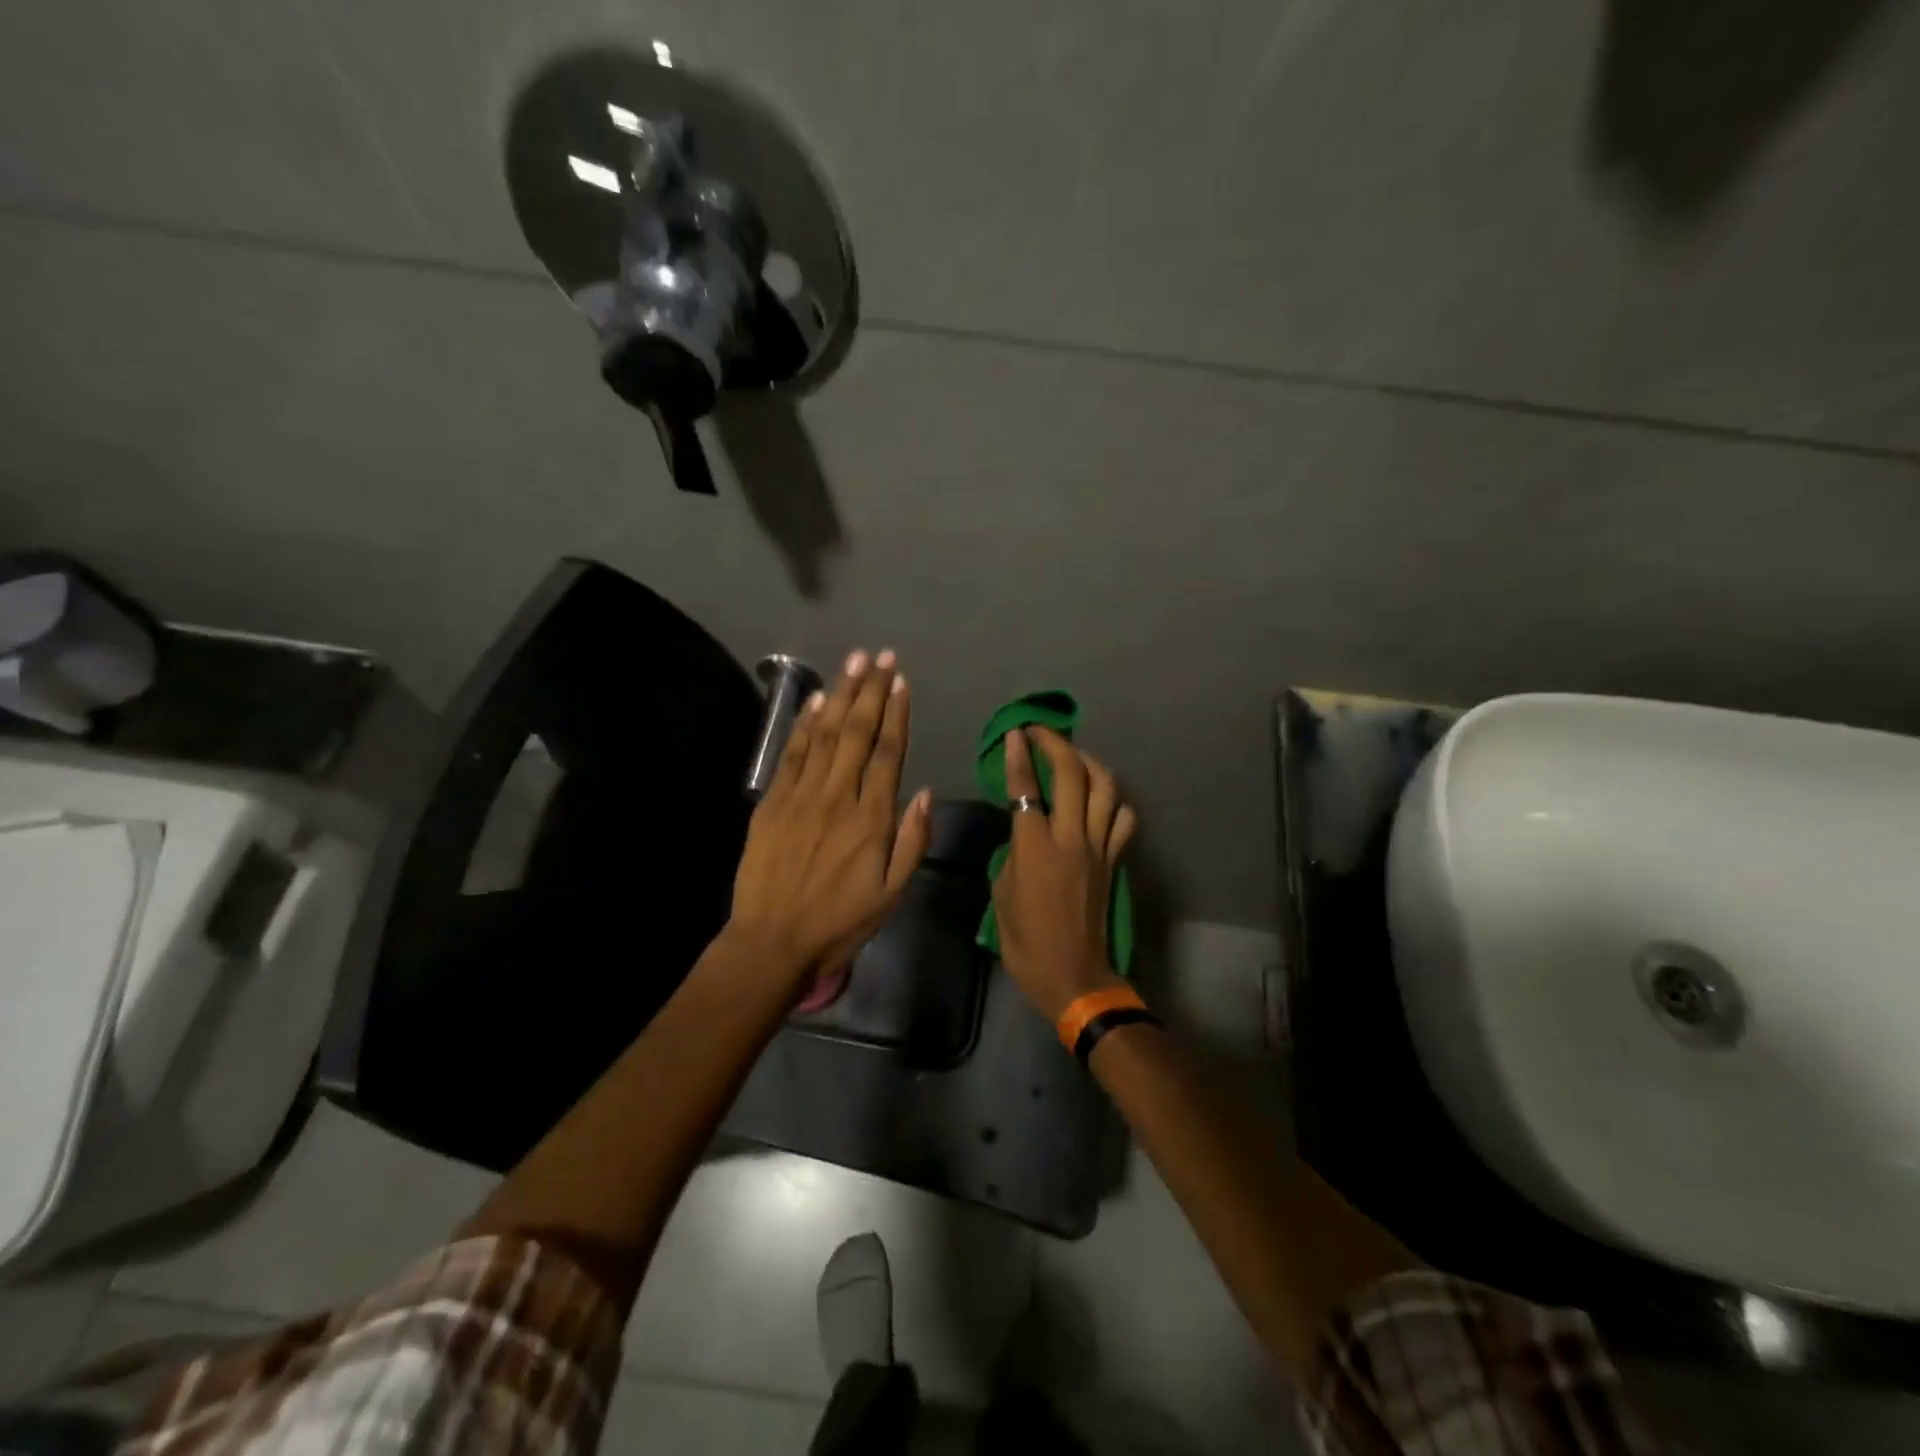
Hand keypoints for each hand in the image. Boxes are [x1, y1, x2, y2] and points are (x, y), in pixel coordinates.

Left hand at [728, 649, 931, 993]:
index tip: (901, 681)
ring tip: (854, 662)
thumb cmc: (840, 922)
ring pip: (825, 734)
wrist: (772, 941)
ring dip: (840, 694)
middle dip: (871, 690)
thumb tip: (923, 792)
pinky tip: (816, 701)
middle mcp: (838, 797)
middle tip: (881, 656)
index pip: (888, 752)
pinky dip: (804, 724)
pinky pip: (792, 754)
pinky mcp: (773, 802)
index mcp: (872, 819)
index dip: (896, 713)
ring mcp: (801, 796)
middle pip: (857, 732)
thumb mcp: (892, 894)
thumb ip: (912, 841)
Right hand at [992, 726, 1137, 1022]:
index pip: (1026, 789)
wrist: (1074, 976)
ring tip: (1072, 754)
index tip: (1014, 734)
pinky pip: (1122, 819)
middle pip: (1072, 775)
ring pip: (1105, 788)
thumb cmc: (1027, 942)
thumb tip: (1023, 833)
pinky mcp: (1114, 860)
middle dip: (1055, 744)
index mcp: (1035, 849)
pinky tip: (1101, 796)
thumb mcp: (1002, 895)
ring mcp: (1099, 848)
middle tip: (1039, 732)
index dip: (1018, 757)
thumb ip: (1012, 854)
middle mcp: (1071, 839)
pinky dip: (1114, 800)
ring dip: (1088, 762)